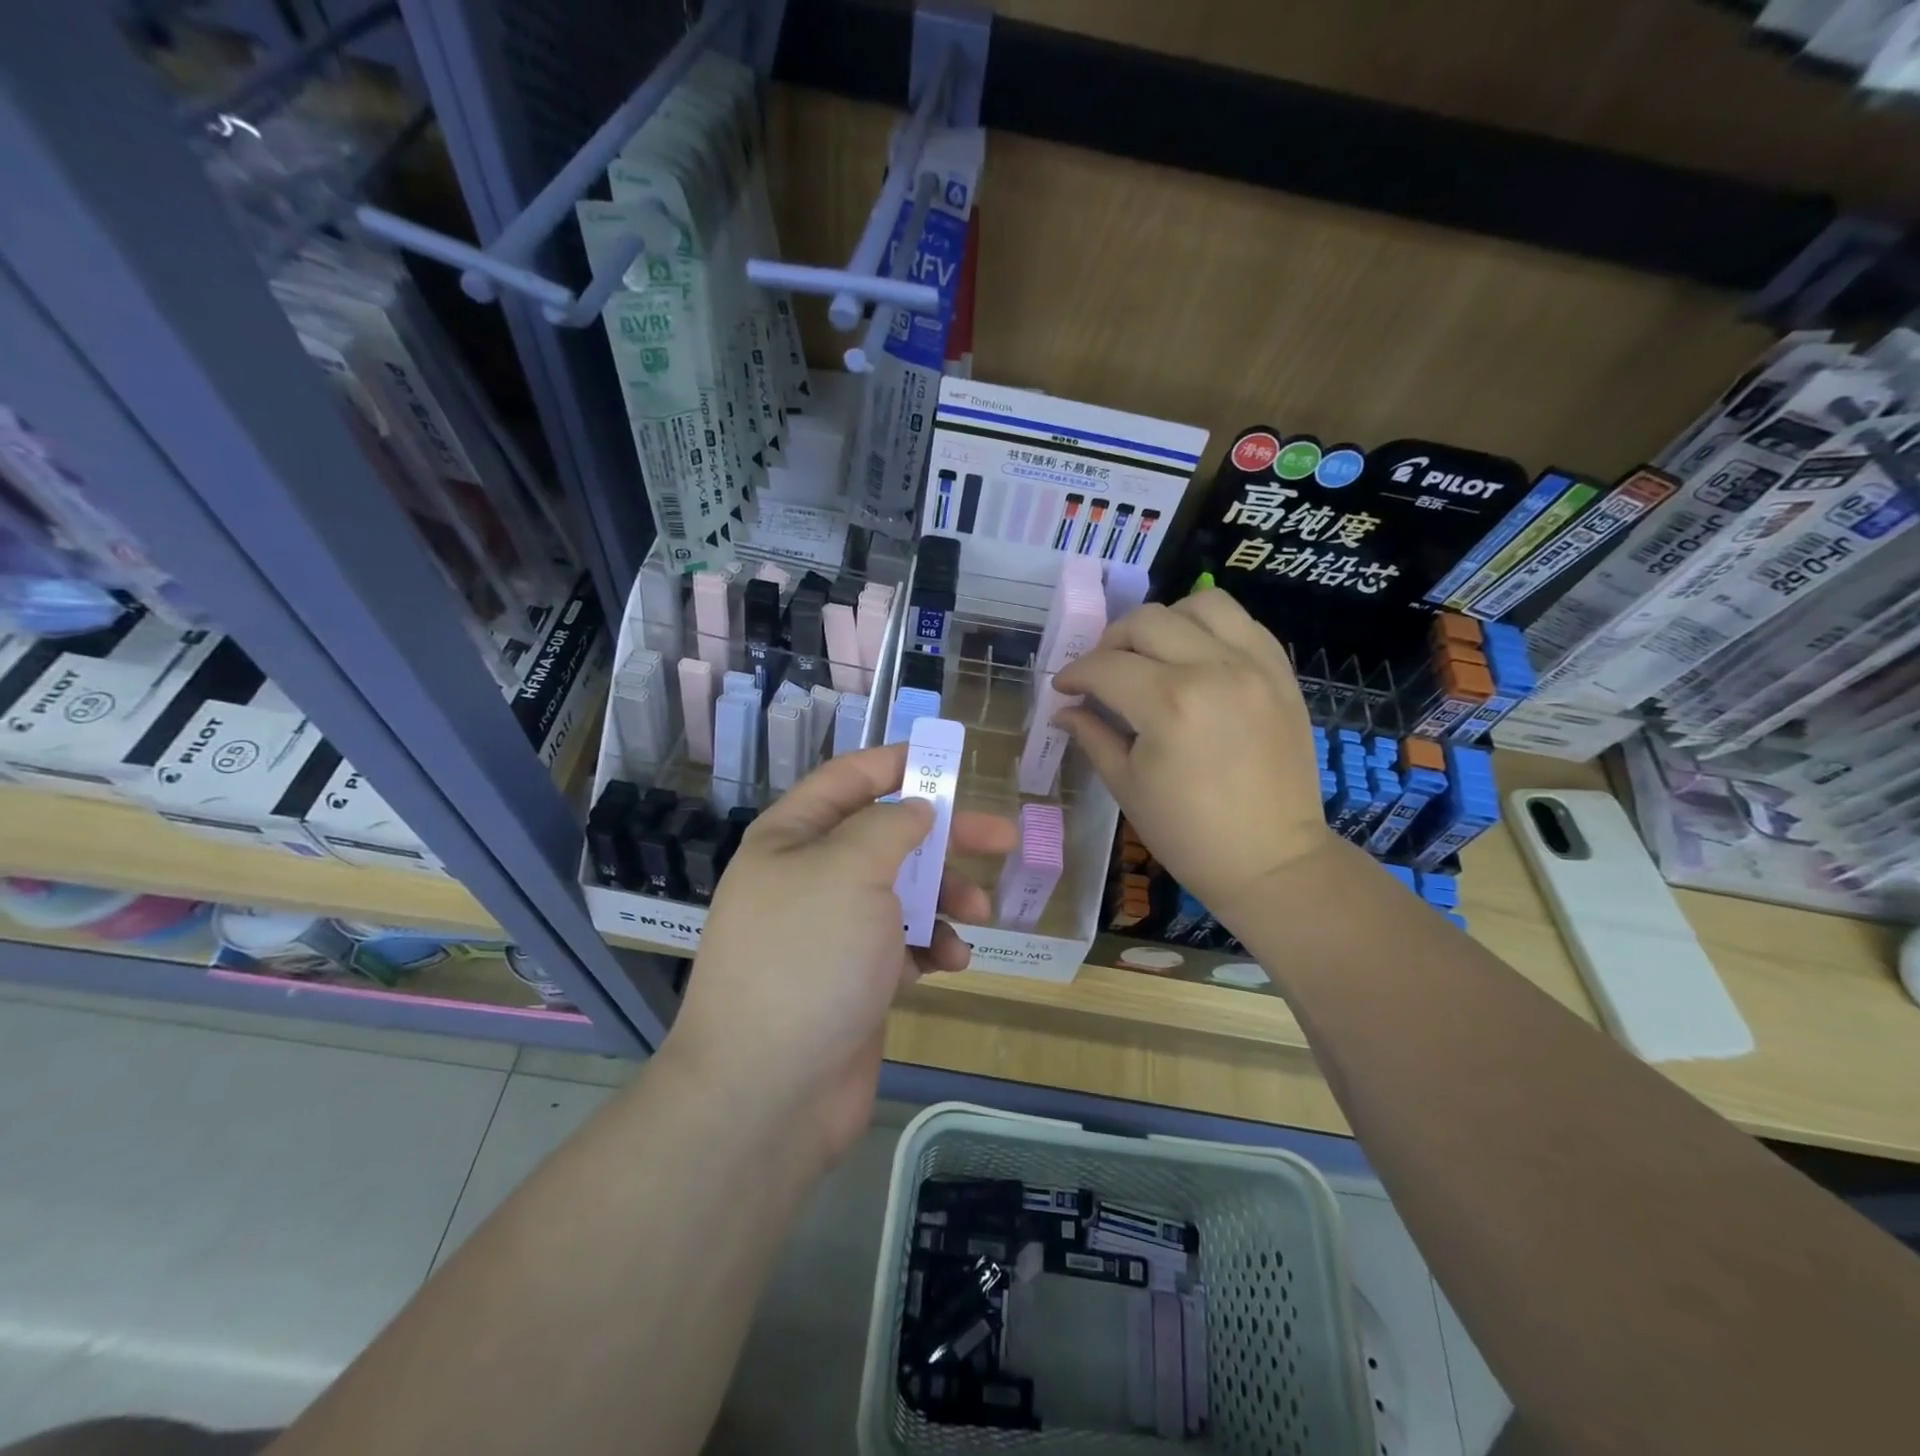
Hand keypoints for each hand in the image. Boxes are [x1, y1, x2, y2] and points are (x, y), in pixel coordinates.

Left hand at [669, 744, 1015, 1168]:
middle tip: (1002, 839)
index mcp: (792, 838)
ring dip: (945, 898)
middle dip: (945, 836)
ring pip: (903, 893)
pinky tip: (951, 963)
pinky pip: (903, 945)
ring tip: (979, 915)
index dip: (898, 764)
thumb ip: (890, 826)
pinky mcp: (854, 979)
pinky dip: (931, 946)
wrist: (767, 1092)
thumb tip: (914, 810)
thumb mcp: (850, 870)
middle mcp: (809, 878)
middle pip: (888, 837)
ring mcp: (832, 932)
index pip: (848, 780)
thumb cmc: (808, 958)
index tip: (952, 763)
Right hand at [1054, 590, 1333, 920]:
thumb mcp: (1127, 786)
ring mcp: (1254, 666)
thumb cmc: (1189, 834)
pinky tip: (1196, 657)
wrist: (1272, 860)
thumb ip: (1093, 735)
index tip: (1064, 688)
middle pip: (1146, 621)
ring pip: (1201, 604)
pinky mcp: (1281, 673)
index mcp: (1169, 704)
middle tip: (1102, 672)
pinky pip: (1243, 623)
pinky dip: (1211, 629)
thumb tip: (1064, 709)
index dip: (1075, 674)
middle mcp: (1213, 669)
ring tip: (1154, 653)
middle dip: (1111, 642)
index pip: (1105, 666)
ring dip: (1165, 621)